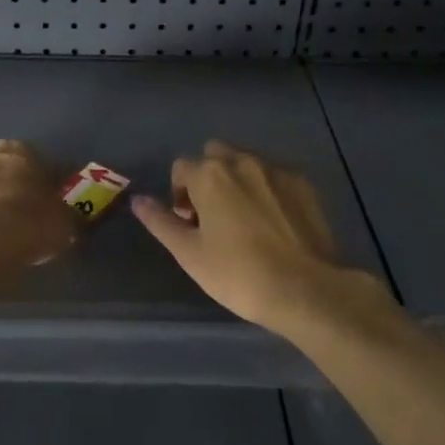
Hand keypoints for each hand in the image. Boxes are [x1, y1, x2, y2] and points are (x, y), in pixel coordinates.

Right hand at [132, 141, 380, 334]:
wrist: (306, 290)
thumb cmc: (237, 274)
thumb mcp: (189, 253)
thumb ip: (160, 222)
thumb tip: (138, 200)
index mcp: (210, 174)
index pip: (181, 167)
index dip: (179, 193)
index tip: (189, 223)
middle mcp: (243, 161)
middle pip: (215, 155)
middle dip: (208, 177)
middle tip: (213, 216)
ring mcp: (277, 171)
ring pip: (246, 163)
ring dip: (237, 181)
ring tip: (245, 220)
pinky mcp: (305, 185)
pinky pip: (275, 177)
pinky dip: (267, 189)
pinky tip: (273, 223)